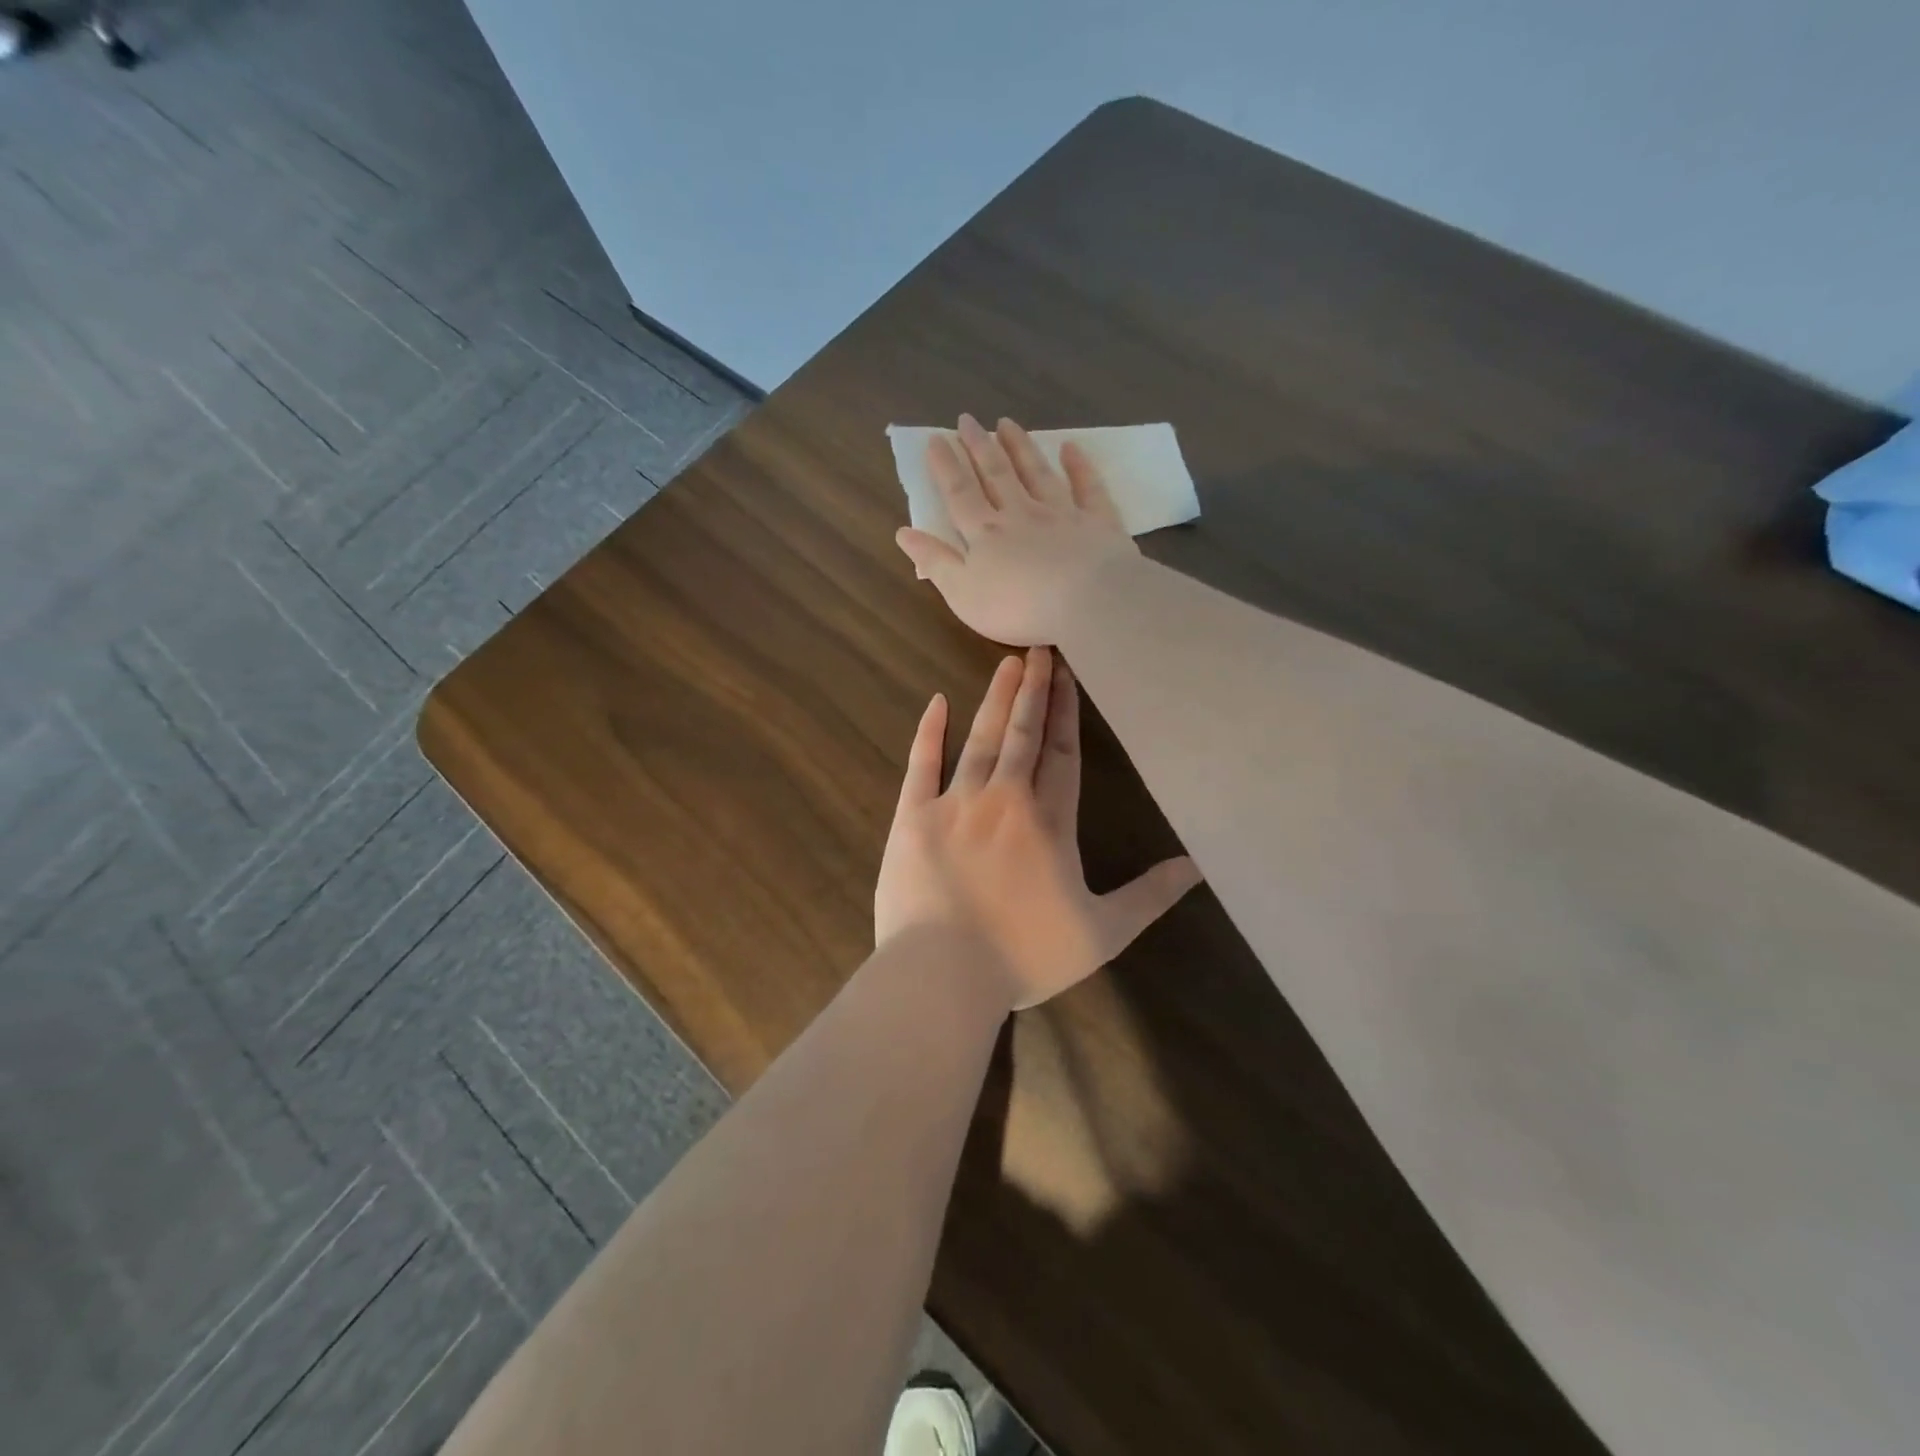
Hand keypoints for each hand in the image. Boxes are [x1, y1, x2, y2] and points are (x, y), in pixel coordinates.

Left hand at [874, 646, 1200, 1010]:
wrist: (943, 973)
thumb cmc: (1024, 956)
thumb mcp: (1102, 933)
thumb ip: (1149, 896)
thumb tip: (1197, 866)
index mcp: (1049, 822)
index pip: (1063, 754)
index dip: (1066, 713)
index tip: (1067, 676)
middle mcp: (1005, 799)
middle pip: (1024, 734)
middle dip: (1034, 691)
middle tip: (1038, 650)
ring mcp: (955, 804)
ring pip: (981, 739)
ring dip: (996, 700)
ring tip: (1008, 663)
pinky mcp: (912, 817)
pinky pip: (921, 764)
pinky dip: (930, 731)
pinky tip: (938, 702)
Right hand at [896, 415, 1139, 646]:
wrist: (1087, 602)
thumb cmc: (1018, 606)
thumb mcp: (963, 593)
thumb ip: (935, 562)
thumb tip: (903, 532)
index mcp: (986, 534)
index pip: (960, 494)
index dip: (946, 467)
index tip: (937, 439)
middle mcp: (1021, 514)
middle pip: (996, 475)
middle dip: (979, 446)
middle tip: (967, 419)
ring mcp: (1062, 514)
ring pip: (1037, 473)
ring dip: (1020, 448)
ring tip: (1007, 423)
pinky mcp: (1098, 523)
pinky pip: (1087, 488)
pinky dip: (1079, 466)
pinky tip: (1071, 448)